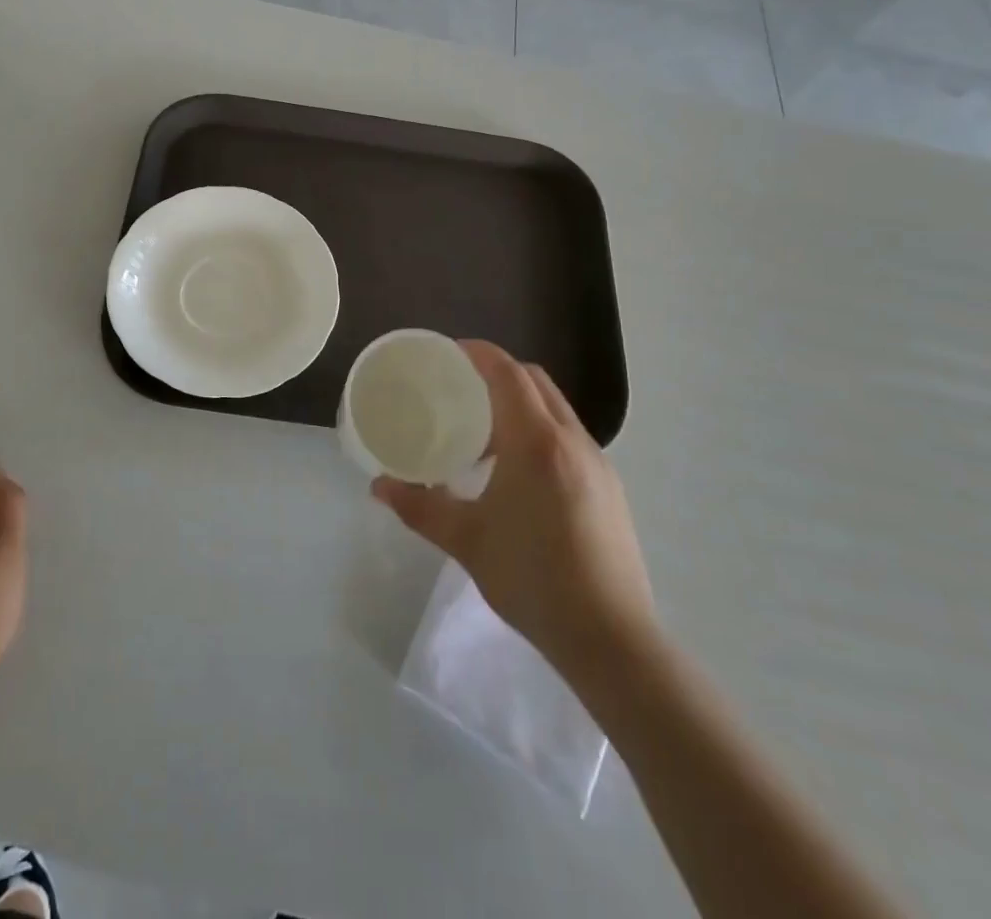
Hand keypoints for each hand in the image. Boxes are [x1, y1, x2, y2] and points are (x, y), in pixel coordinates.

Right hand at [372, 342, 655, 703]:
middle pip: (535, 381)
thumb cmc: (532, 579)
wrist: (611, 638)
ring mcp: (597, 463)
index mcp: (536, 442)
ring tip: (484, 434)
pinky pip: (569, 436)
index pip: (508, 372)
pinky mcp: (609, 487)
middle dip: (498, 373)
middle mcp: (571, 440)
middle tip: (460, 389)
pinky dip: (540, 430)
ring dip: (521, 403)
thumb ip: (419, 507)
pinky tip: (517, 472)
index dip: (478, 353)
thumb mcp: (466, 541)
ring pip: (556, 408)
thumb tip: (379, 487)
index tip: (448, 352)